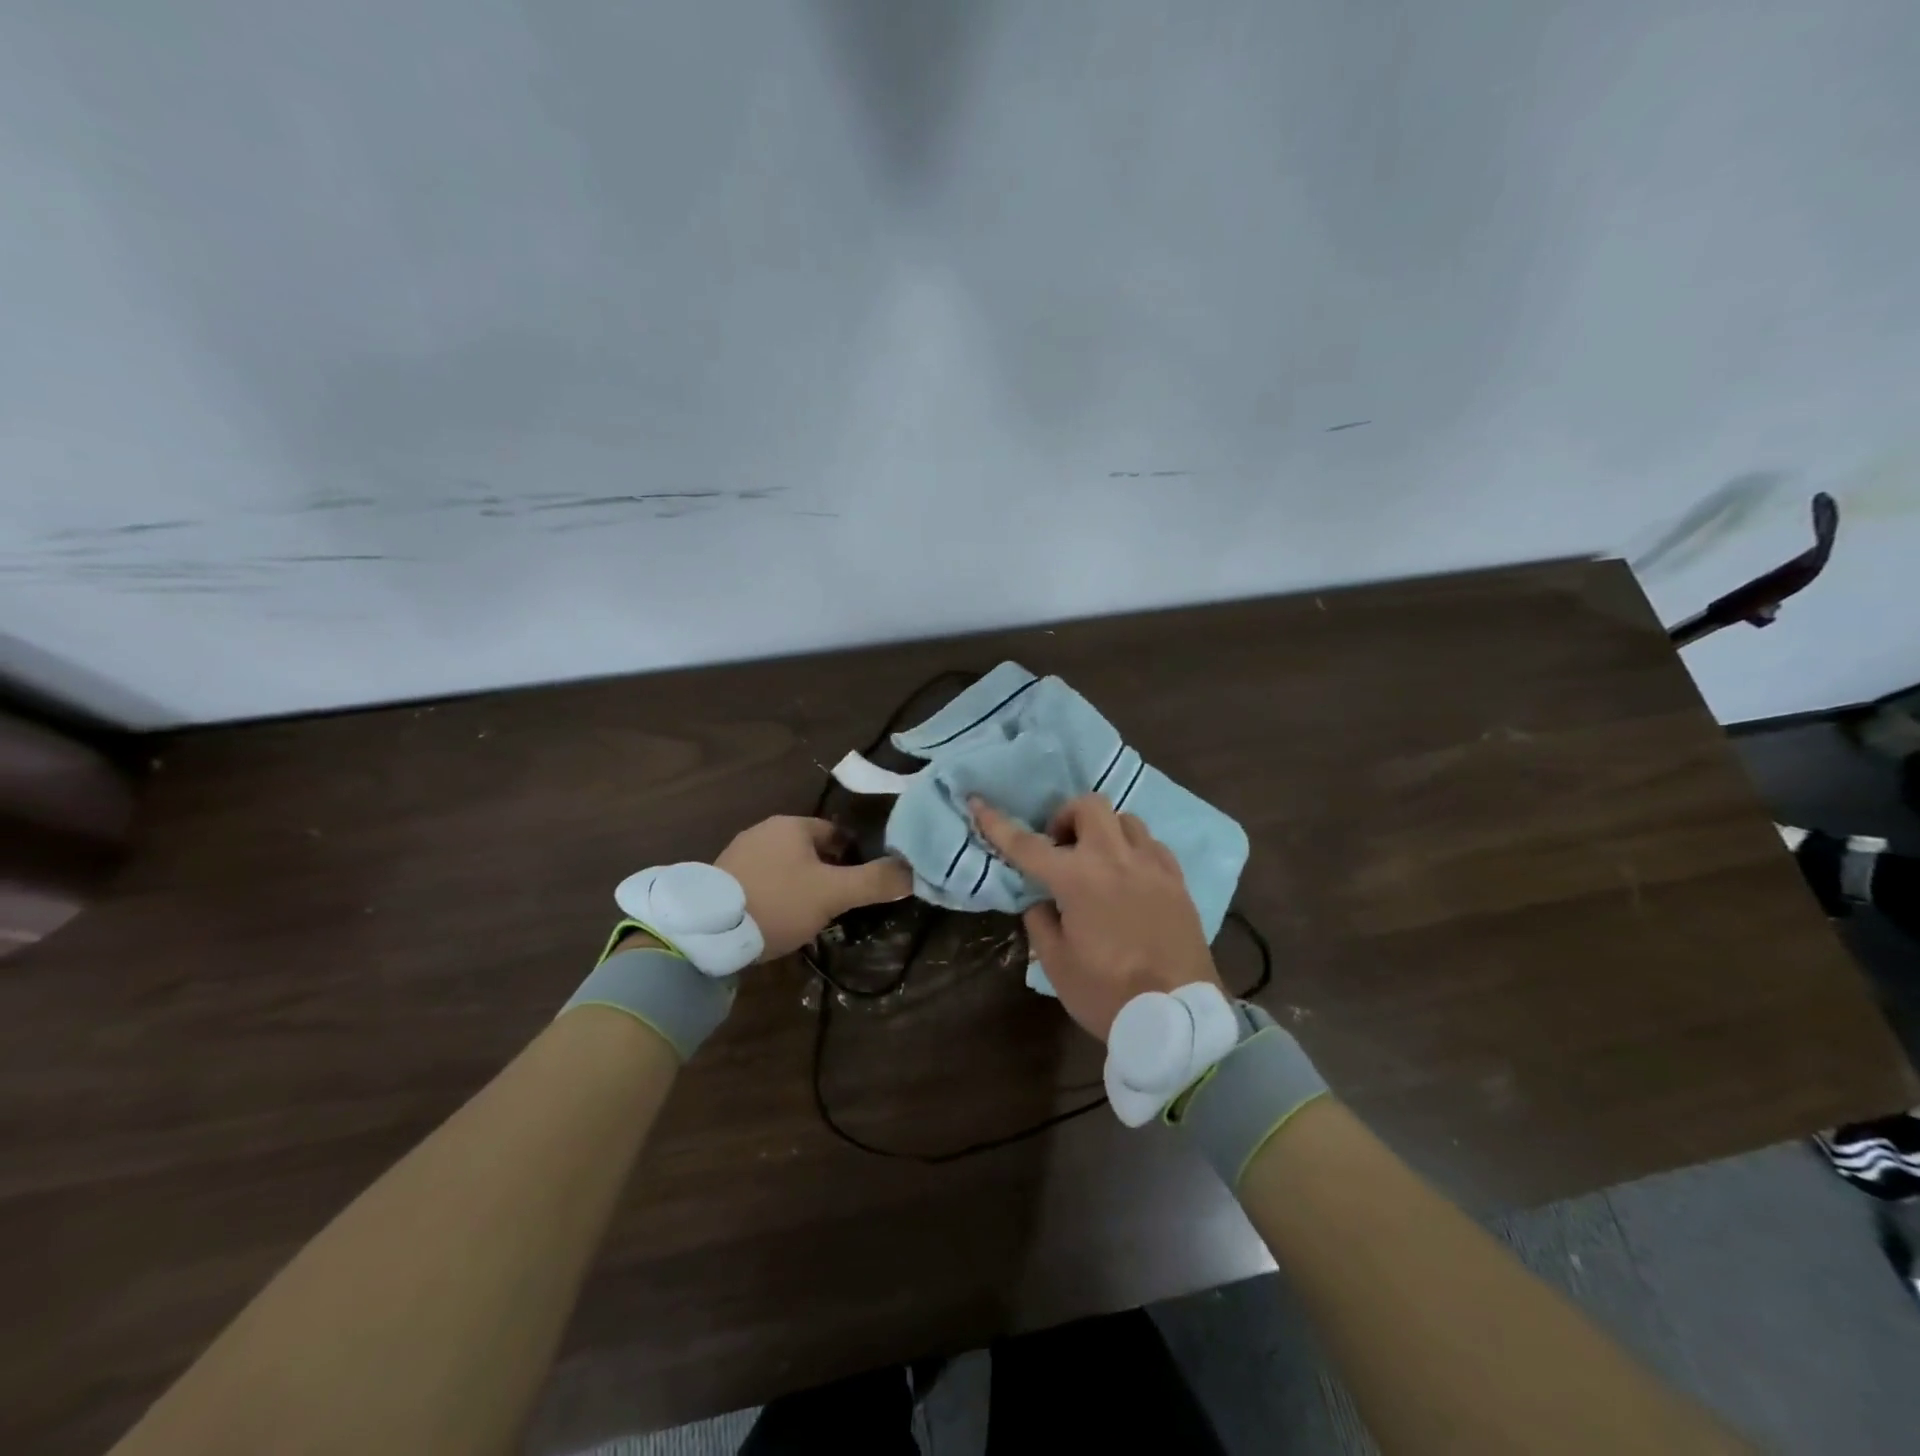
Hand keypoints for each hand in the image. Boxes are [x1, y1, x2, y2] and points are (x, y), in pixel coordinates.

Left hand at [715, 816, 911, 960]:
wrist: (708, 933)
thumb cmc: (778, 902)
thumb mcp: (833, 894)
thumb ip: (874, 882)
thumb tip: (914, 872)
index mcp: (791, 825)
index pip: (836, 833)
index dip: (854, 857)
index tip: (862, 883)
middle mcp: (764, 830)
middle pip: (810, 849)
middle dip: (827, 873)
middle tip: (840, 903)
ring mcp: (739, 854)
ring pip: (785, 866)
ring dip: (800, 885)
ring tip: (811, 916)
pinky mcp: (721, 879)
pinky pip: (762, 881)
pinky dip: (776, 895)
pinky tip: (778, 920)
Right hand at [971, 793, 1222, 1040]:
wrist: (1178, 1018)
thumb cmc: (1107, 994)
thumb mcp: (1057, 963)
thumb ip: (1041, 921)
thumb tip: (1041, 899)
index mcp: (1077, 879)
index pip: (1027, 844)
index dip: (997, 823)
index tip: (978, 802)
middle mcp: (1115, 859)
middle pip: (1089, 806)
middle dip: (1066, 816)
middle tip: (1060, 847)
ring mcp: (1151, 865)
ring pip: (1125, 819)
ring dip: (1103, 831)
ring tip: (1097, 862)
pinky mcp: (1177, 880)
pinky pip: (1152, 845)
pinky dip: (1132, 850)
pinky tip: (1129, 877)